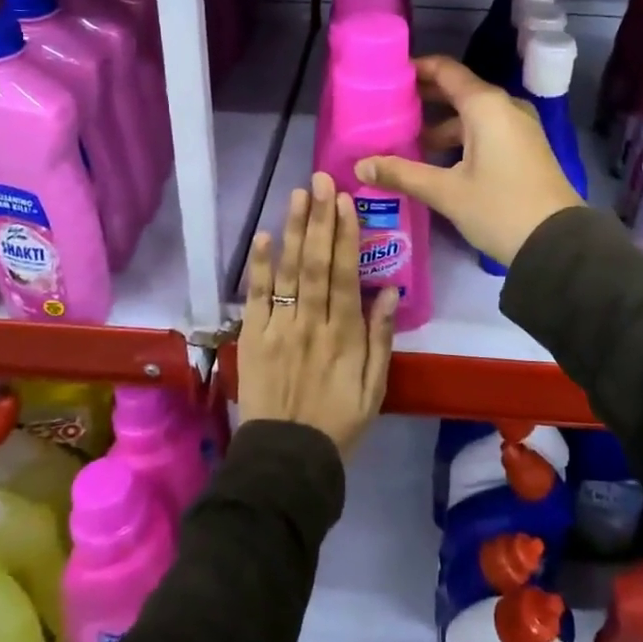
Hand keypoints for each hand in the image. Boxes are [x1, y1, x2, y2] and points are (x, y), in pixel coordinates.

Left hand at [238, 173, 395, 455]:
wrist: (288, 460)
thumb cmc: (339, 422)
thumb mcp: (375, 387)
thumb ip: (381, 337)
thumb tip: (389, 290)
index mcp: (344, 335)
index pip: (344, 274)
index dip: (345, 235)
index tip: (345, 201)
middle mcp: (311, 323)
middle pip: (315, 263)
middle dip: (319, 219)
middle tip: (320, 181)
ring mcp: (278, 328)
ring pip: (287, 272)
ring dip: (292, 230)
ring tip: (296, 194)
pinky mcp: (253, 338)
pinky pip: (256, 297)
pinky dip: (259, 266)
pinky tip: (263, 237)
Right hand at [355, 55, 582, 268]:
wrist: (558, 244)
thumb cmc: (499, 208)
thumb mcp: (446, 192)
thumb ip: (402, 174)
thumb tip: (360, 166)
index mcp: (486, 106)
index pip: (445, 70)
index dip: (415, 69)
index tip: (387, 77)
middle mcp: (505, 108)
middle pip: (458, 91)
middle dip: (424, 98)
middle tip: (388, 108)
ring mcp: (519, 128)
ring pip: (472, 115)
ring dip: (441, 124)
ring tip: (406, 141)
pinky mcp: (525, 149)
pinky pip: (486, 131)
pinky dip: (460, 138)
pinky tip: (437, 161)